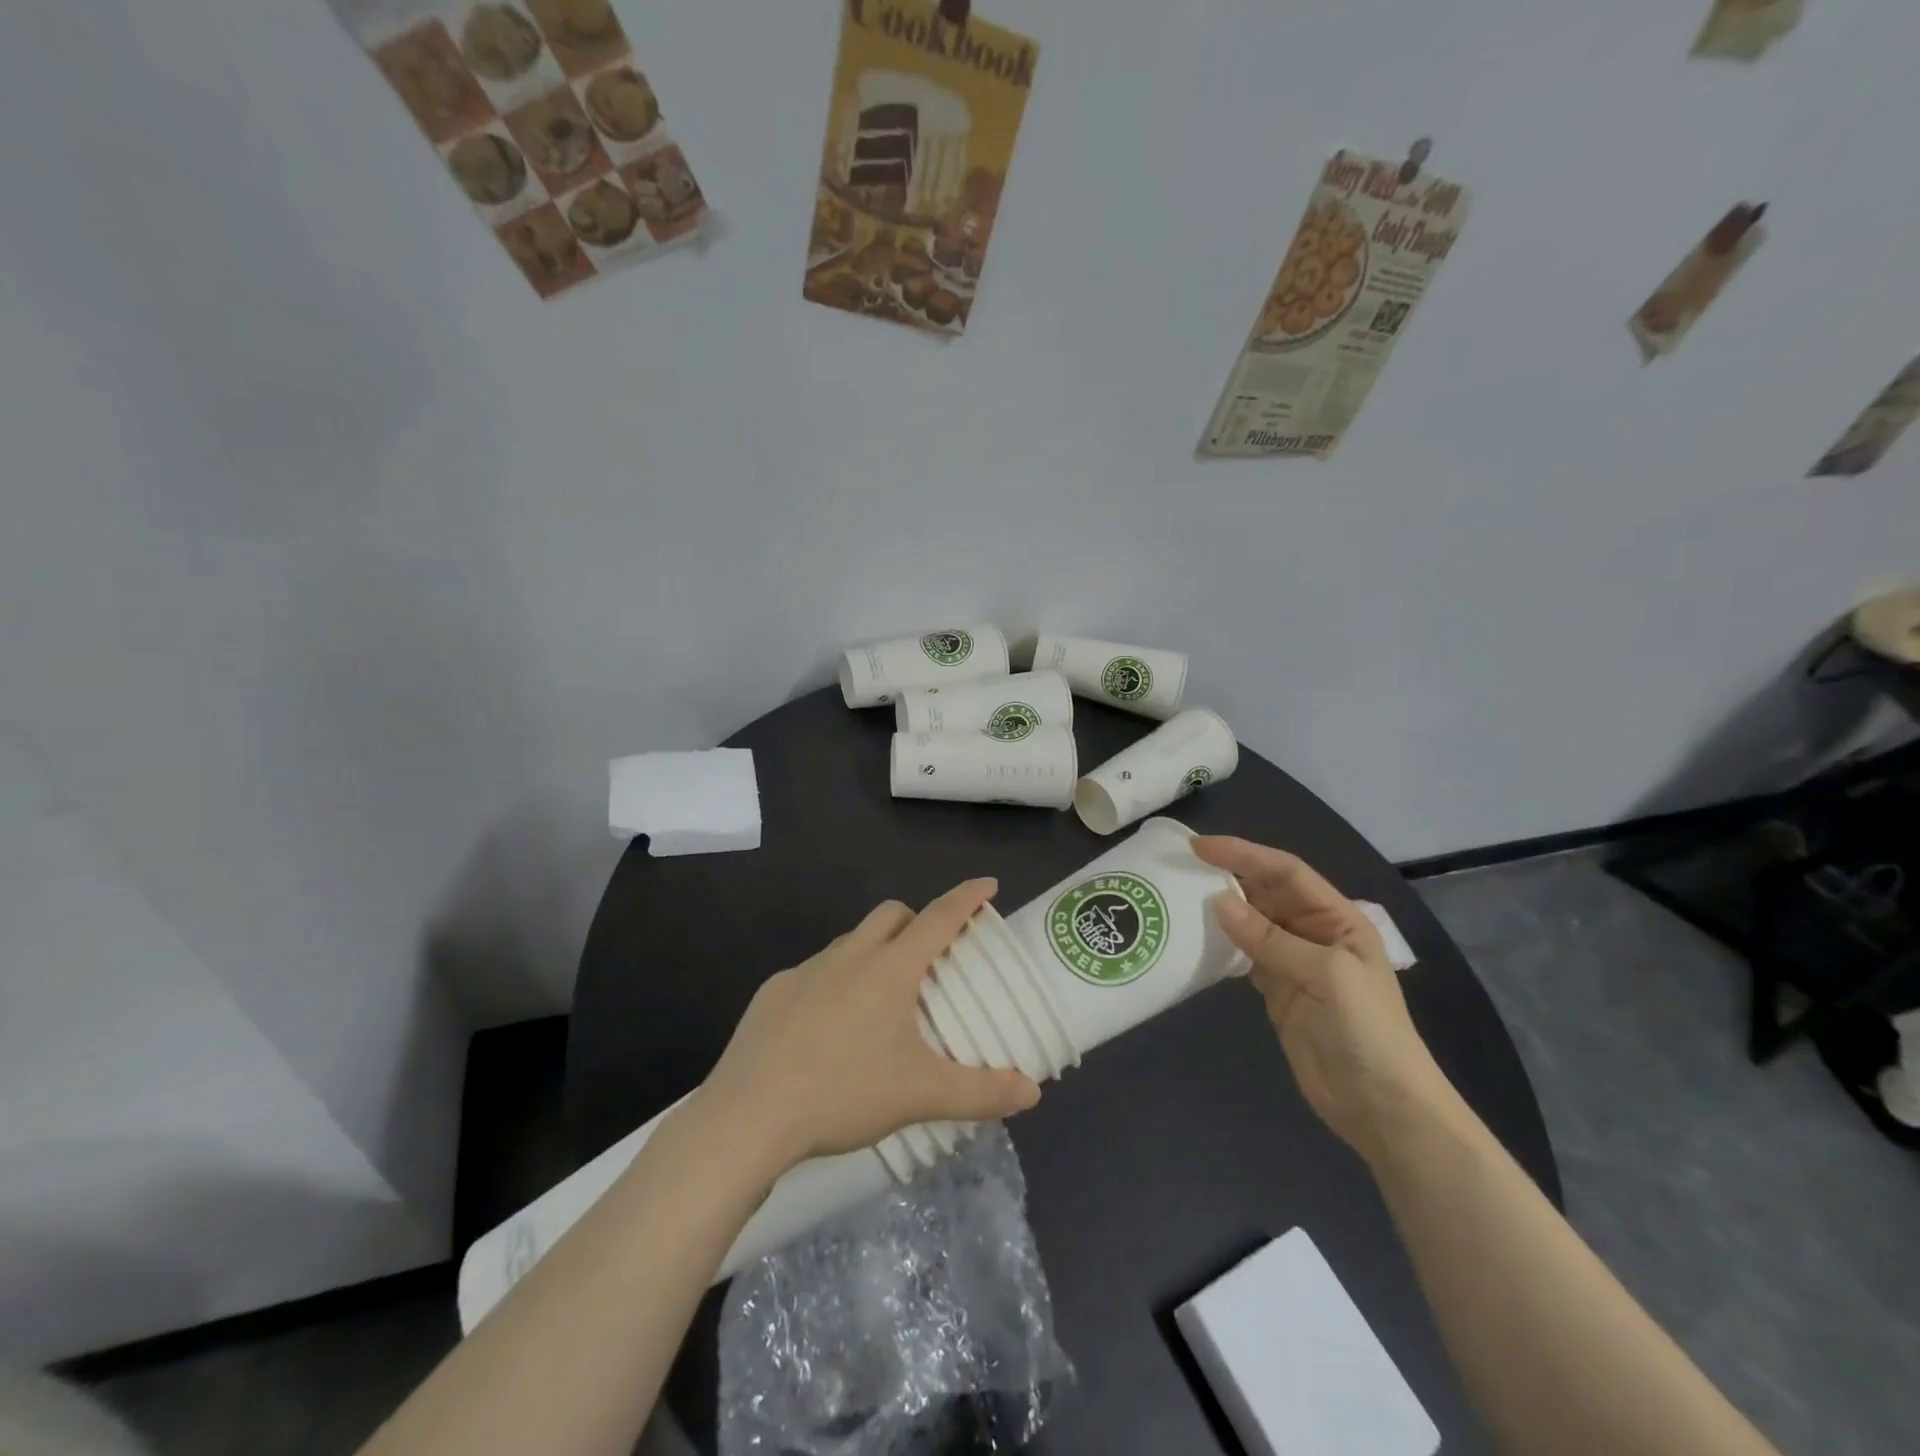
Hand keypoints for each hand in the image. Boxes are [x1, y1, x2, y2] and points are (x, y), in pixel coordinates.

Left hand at [696, 878, 1041, 1172]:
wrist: (750, 1115)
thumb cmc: (844, 1092)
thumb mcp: (921, 1095)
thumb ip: (981, 1092)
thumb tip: (1033, 1092)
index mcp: (890, 969)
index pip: (939, 918)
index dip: (967, 898)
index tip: (988, 884)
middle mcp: (849, 956)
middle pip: (892, 914)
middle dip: (918, 919)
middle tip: (933, 955)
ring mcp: (806, 970)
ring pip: (851, 941)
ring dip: (875, 951)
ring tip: (883, 997)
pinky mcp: (773, 992)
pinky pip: (815, 972)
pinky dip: (835, 982)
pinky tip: (829, 1027)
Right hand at [1193, 837, 1452, 1160]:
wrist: (1383, 1108)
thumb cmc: (1368, 1031)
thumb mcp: (1326, 976)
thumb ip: (1270, 939)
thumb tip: (1217, 901)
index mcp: (1338, 918)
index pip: (1286, 872)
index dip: (1244, 854)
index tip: (1199, 847)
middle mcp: (1314, 932)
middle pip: (1266, 892)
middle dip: (1228, 875)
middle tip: (1181, 865)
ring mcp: (1294, 963)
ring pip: (1251, 922)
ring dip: (1220, 908)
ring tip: (1179, 894)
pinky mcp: (1277, 991)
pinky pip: (1243, 955)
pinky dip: (1221, 944)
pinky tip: (1196, 937)